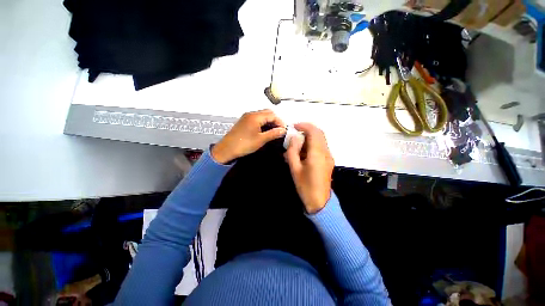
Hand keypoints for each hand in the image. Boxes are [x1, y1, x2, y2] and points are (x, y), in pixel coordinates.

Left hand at [211, 109, 285, 163]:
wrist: (227, 149)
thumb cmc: (244, 144)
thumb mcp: (261, 140)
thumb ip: (273, 133)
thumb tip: (283, 130)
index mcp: (255, 116)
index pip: (272, 115)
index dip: (280, 122)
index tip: (284, 130)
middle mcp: (251, 114)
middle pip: (267, 113)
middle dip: (275, 120)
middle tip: (280, 130)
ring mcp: (246, 117)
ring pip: (262, 116)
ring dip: (269, 122)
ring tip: (274, 131)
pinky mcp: (244, 122)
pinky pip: (257, 119)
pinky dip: (263, 123)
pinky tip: (265, 131)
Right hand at [285, 123, 333, 213]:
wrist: (320, 202)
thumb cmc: (305, 186)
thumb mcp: (294, 169)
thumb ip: (292, 151)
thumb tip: (293, 138)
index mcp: (317, 153)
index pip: (313, 132)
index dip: (304, 125)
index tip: (294, 126)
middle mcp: (325, 152)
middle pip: (319, 133)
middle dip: (307, 129)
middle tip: (295, 132)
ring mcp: (328, 156)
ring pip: (320, 139)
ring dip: (309, 137)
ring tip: (297, 144)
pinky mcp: (328, 161)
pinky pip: (320, 147)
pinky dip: (312, 144)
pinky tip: (303, 152)